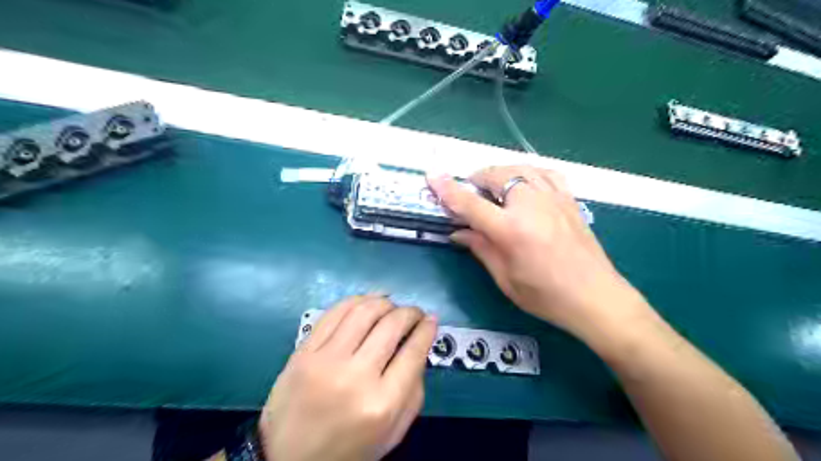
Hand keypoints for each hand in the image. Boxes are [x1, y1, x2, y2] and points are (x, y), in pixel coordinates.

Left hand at [262, 295, 438, 460]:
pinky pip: (335, 312)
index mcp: (382, 404)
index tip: (431, 320)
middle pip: (391, 325)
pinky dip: (357, 300)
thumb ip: (413, 390)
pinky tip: (367, 302)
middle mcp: (355, 377)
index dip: (426, 329)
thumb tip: (419, 344)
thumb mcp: (392, 432)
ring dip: (385, 301)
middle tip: (415, 313)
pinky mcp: (303, 351)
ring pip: (364, 311)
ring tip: (392, 305)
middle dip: (410, 312)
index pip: (413, 352)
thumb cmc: (348, 449)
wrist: (286, 458)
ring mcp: (325, 361)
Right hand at [427, 165, 652, 337]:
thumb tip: (457, 232)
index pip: (470, 203)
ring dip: (499, 173)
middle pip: (495, 176)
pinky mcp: (568, 199)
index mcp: (511, 230)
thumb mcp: (505, 278)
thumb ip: (480, 248)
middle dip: (476, 180)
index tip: (432, 176)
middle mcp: (531, 205)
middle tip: (469, 194)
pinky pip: (545, 173)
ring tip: (492, 187)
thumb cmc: (546, 296)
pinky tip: (524, 183)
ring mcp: (553, 198)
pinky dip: (528, 172)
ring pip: (519, 168)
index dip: (448, 189)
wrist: (596, 297)